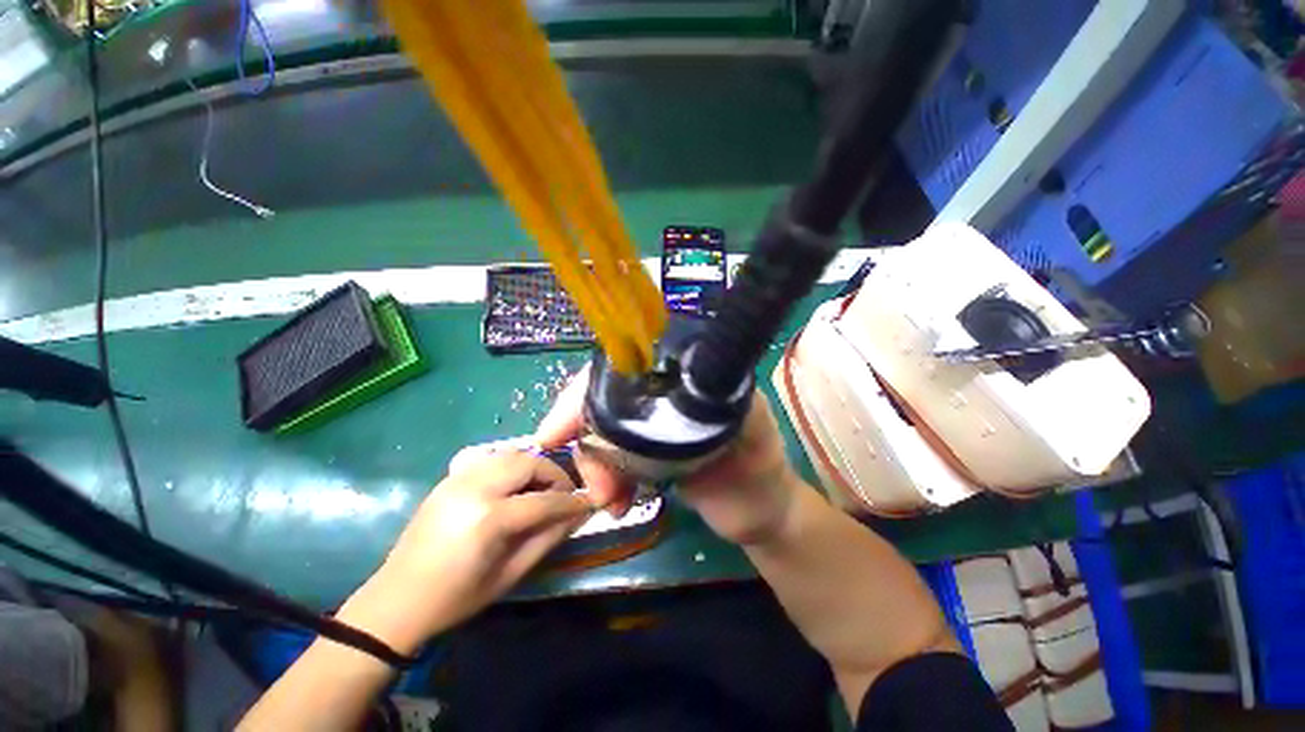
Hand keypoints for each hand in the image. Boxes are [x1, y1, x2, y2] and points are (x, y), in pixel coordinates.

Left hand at [341, 452, 593, 653]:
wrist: (397, 600)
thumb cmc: (458, 597)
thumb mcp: (511, 573)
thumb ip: (549, 537)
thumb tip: (579, 514)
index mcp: (489, 519)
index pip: (545, 500)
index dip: (571, 501)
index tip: (588, 503)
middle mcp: (475, 488)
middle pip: (530, 462)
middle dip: (554, 475)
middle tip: (562, 494)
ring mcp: (459, 478)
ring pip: (512, 453)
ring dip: (534, 466)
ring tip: (540, 488)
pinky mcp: (450, 477)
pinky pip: (492, 458)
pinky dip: (512, 465)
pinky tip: (515, 486)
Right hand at [535, 365, 801, 546]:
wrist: (759, 514)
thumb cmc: (761, 467)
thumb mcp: (754, 431)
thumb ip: (728, 403)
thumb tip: (690, 388)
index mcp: (682, 375)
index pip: (623, 368)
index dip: (584, 393)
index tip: (555, 433)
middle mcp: (658, 392)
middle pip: (600, 401)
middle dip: (587, 442)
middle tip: (597, 488)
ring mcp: (648, 424)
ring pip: (599, 432)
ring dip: (593, 467)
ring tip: (611, 502)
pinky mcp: (643, 454)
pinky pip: (609, 458)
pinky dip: (602, 479)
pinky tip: (616, 503)